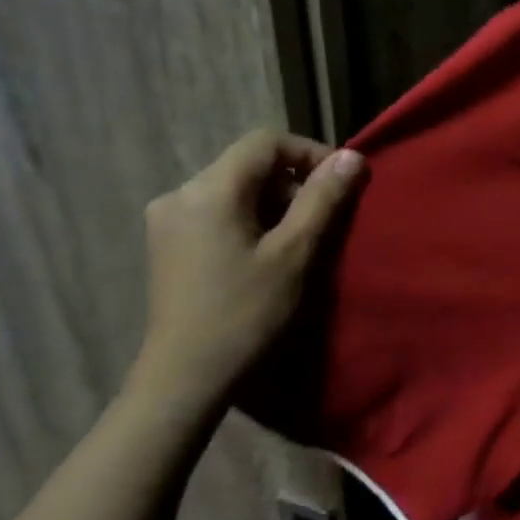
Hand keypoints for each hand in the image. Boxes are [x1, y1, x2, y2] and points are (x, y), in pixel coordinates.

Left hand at [135, 131, 364, 406]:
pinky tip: (265, 254)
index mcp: (209, 190)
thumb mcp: (295, 253)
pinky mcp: (167, 242)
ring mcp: (168, 219)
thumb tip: (352, 157)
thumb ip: (323, 199)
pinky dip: (250, 219)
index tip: (341, 185)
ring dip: (274, 204)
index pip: (266, 142)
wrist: (186, 377)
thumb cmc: (246, 313)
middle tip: (323, 222)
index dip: (310, 153)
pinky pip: (218, 210)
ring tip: (298, 242)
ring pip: (235, 188)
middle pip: (249, 164)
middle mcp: (180, 193)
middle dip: (293, 183)